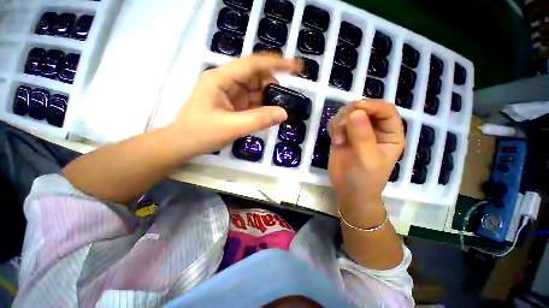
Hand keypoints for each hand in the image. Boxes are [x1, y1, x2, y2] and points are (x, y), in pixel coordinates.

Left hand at [168, 54, 301, 155]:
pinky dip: (261, 106)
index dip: (276, 63)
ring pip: (254, 89)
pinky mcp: (232, 103)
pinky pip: (251, 101)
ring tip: (279, 108)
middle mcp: (226, 81)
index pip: (252, 64)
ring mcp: (229, 92)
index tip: (296, 67)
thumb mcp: (231, 127)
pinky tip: (269, 113)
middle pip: (255, 76)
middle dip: (272, 86)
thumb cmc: (201, 134)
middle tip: (285, 99)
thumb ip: (258, 120)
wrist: (182, 144)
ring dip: (267, 98)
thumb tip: (284, 113)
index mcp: (221, 79)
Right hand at [328, 100, 404, 226]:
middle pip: (364, 108)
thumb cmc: (365, 179)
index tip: (356, 108)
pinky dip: (333, 127)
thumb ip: (363, 136)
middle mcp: (374, 130)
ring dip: (339, 122)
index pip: (386, 110)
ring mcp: (357, 132)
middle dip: (351, 114)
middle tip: (341, 127)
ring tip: (337, 140)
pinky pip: (337, 122)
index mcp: (390, 134)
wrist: (348, 192)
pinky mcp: (343, 136)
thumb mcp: (367, 159)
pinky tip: (335, 140)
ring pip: (347, 114)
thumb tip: (356, 112)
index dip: (372, 105)